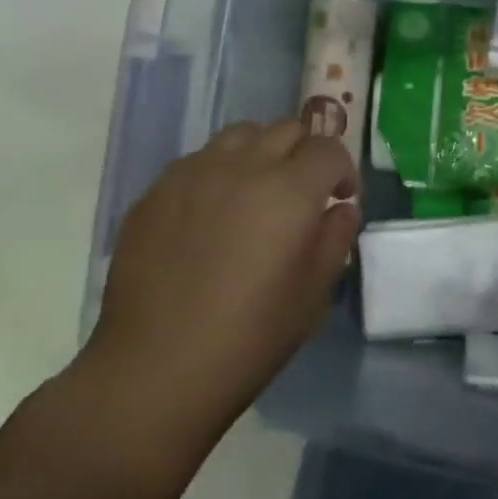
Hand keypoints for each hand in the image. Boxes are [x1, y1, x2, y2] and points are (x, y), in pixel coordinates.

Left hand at [81, 120, 358, 438]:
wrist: (156, 369)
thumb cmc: (250, 337)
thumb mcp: (314, 294)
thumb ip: (336, 238)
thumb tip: (340, 208)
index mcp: (290, 190)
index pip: (328, 149)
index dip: (342, 170)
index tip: (339, 199)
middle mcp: (243, 167)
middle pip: (286, 129)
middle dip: (304, 154)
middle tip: (302, 194)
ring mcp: (193, 174)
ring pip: (240, 135)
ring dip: (260, 153)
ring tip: (255, 192)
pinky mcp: (155, 192)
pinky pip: (197, 161)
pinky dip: (218, 172)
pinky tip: (210, 214)